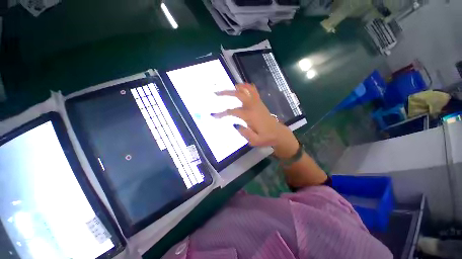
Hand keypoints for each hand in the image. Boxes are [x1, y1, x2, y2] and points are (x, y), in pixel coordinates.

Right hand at [212, 83, 298, 158]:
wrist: (278, 133)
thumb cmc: (266, 138)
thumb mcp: (255, 141)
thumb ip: (244, 133)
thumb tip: (235, 124)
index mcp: (250, 116)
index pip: (233, 111)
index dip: (222, 113)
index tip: (214, 115)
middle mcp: (253, 107)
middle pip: (239, 94)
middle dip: (227, 93)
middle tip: (217, 93)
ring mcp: (257, 103)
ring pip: (247, 89)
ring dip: (237, 87)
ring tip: (229, 88)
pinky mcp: (260, 103)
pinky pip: (253, 91)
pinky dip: (247, 87)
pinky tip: (241, 87)